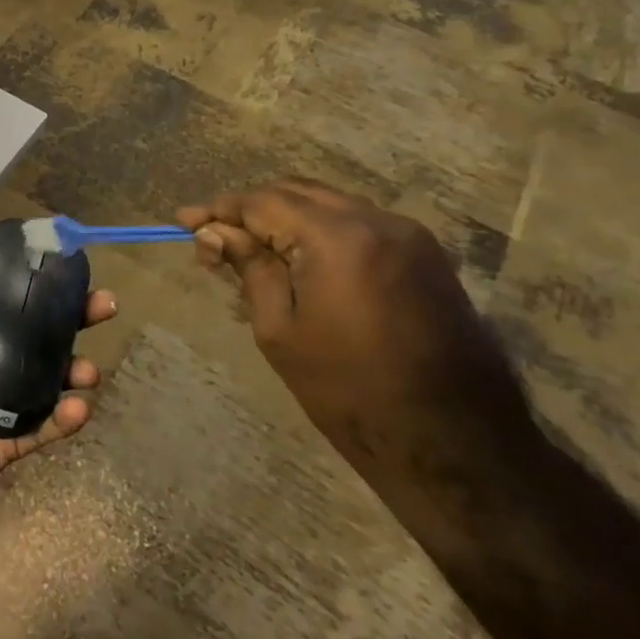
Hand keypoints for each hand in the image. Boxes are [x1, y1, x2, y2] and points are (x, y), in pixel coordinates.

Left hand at [0, 266, 115, 543]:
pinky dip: (64, 417)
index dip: (28, 290)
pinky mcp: (5, 443)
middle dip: (68, 321)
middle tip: (104, 306)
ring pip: (44, 380)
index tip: (62, 273)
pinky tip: (80, 406)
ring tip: (89, 370)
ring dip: (73, 370)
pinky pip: (41, 427)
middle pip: (30, 338)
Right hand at [177, 180, 535, 485]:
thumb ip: (249, 267)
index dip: (218, 210)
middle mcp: (378, 220)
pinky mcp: (426, 257)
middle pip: (296, 193)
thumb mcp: (280, 330)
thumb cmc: (351, 392)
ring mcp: (410, 236)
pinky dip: (320, 230)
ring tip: (250, 249)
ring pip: (329, 204)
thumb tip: (213, 232)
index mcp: (339, 237)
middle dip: (250, 210)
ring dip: (285, 217)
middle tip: (213, 239)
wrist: (456, 445)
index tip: (183, 222)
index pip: (263, 202)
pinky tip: (298, 258)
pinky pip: (358, 223)